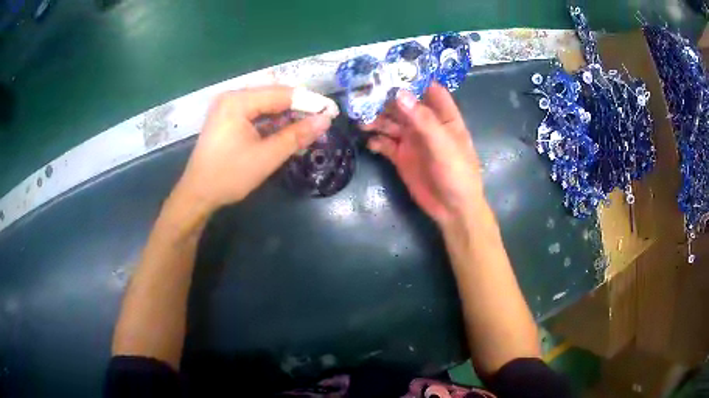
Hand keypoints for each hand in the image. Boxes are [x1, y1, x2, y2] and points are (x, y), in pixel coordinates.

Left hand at [174, 86, 333, 211]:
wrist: (197, 194)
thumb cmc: (228, 176)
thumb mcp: (266, 157)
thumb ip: (296, 136)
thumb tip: (325, 121)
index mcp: (238, 101)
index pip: (281, 94)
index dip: (309, 101)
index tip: (332, 111)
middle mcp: (232, 97)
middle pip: (274, 96)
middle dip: (299, 108)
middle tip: (322, 121)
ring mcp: (228, 107)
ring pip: (266, 105)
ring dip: (287, 116)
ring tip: (309, 128)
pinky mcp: (228, 118)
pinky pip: (256, 114)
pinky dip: (273, 122)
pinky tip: (287, 132)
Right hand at [362, 83, 483, 227]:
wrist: (452, 209)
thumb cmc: (457, 173)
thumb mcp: (443, 145)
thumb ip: (422, 119)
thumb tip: (399, 94)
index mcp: (443, 117)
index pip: (429, 90)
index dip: (413, 80)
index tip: (391, 71)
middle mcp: (426, 125)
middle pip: (403, 105)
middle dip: (386, 100)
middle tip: (364, 96)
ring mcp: (412, 140)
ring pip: (390, 123)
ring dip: (376, 121)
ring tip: (362, 121)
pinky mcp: (401, 157)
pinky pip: (385, 144)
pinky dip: (376, 141)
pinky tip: (369, 142)